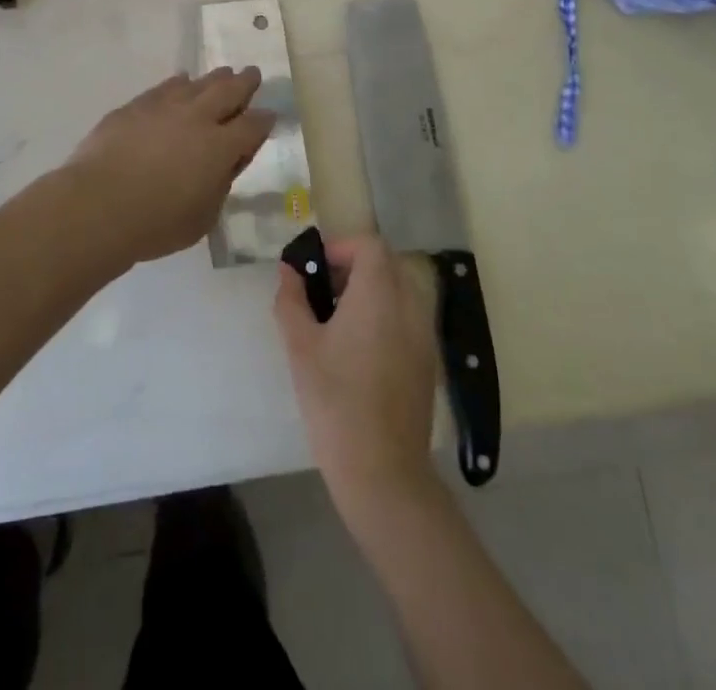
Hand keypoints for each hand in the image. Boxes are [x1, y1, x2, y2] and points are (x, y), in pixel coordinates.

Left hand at [62, 68, 274, 265]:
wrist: (97, 205)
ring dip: (214, 78)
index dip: (264, 120)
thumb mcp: (204, 217)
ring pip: (198, 83)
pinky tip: (180, 82)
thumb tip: (222, 166)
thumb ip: (219, 186)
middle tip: (253, 74)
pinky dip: (178, 83)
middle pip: (229, 91)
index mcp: (221, 147)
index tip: (269, 116)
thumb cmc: (156, 223)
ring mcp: (164, 107)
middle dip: (245, 82)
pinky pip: (165, 87)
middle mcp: (197, 118)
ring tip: (223, 74)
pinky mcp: (135, 106)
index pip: (253, 125)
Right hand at [274, 234, 439, 512]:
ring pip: (399, 290)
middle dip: (353, 267)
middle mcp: (409, 305)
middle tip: (323, 293)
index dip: (341, 247)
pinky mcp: (427, 361)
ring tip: (337, 322)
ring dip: (370, 291)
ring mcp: (423, 334)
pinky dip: (384, 315)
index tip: (315, 269)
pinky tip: (359, 351)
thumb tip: (289, 270)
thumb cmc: (335, 401)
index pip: (369, 245)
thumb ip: (292, 299)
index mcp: (379, 295)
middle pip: (386, 263)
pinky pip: (407, 318)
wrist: (382, 471)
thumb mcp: (300, 347)